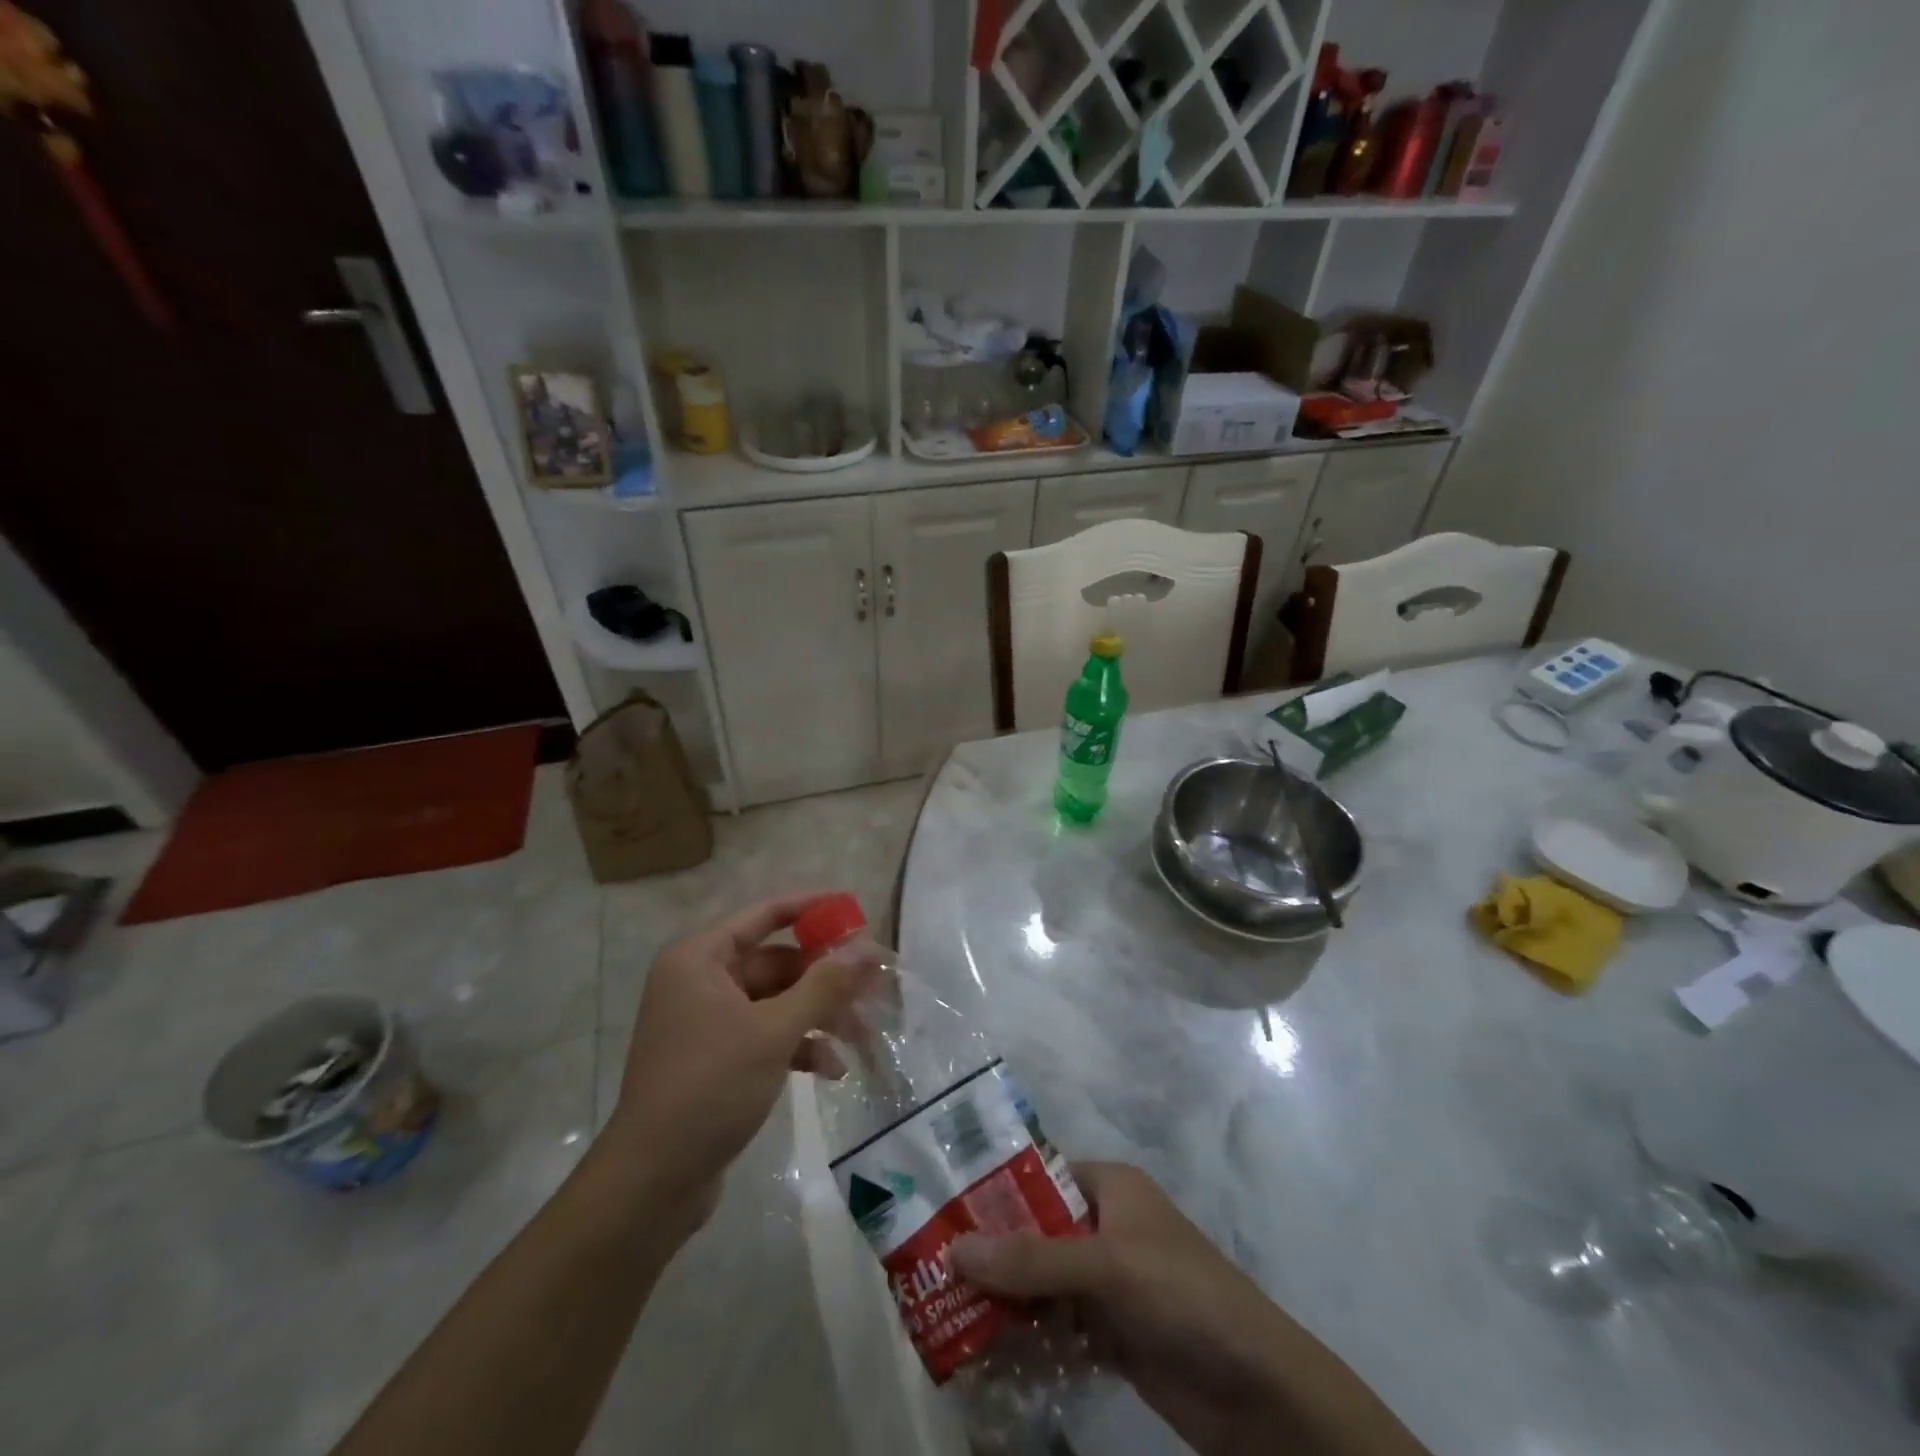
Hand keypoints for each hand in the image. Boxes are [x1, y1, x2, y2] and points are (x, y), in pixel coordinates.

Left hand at [607, 894, 871, 1219]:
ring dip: (818, 1016)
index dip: (811, 908)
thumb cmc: (710, 1087)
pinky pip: (766, 1035)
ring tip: (862, 1035)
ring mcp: (708, 1021)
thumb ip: (823, 987)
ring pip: (776, 1001)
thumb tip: (867, 950)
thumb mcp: (773, 1032)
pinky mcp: (716, 1058)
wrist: (653, 1181)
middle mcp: (701, 980)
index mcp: (700, 958)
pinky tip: (832, 1070)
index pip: (764, 914)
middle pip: (777, 962)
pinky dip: (798, 1046)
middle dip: (825, 978)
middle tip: (873, 986)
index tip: (854, 910)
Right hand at [951, 1163, 1426, 1455]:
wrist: (1258, 1391)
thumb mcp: (1106, 1266)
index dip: (994, 1190)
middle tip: (932, 1268)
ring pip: (1042, 1282)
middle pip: (1035, 1231)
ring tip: (945, 1311)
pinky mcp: (1113, 1335)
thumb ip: (1031, 1260)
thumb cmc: (1183, 1295)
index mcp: (1110, 1187)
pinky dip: (1028, 1338)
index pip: (1039, 1176)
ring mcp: (1110, 1283)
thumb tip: (954, 1249)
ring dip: (1004, 1299)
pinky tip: (987, 1353)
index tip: (943, 1210)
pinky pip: (1058, 1327)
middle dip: (992, 1252)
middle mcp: (1106, 1227)